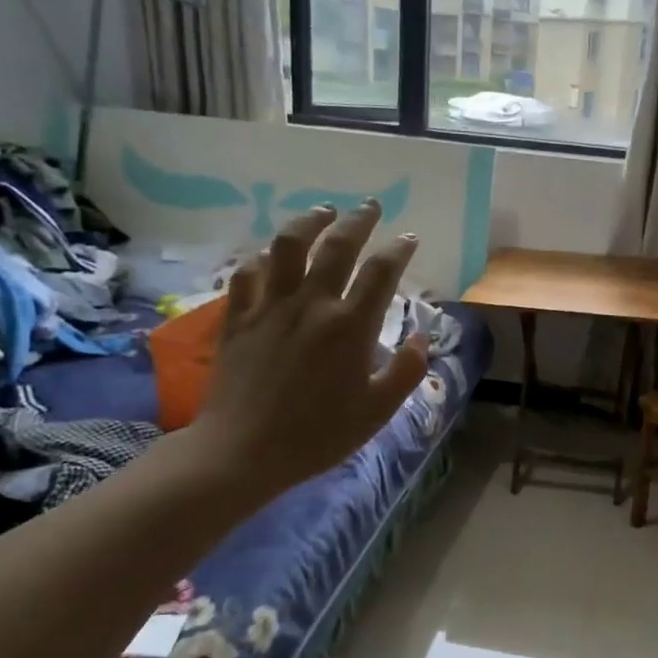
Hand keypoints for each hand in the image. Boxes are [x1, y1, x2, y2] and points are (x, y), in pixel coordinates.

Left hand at [187, 202, 427, 500]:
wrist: (242, 451)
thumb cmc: (318, 435)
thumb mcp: (377, 412)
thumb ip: (405, 371)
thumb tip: (419, 338)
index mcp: (351, 326)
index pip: (381, 271)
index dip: (399, 249)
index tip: (409, 238)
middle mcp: (312, 304)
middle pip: (338, 245)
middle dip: (359, 220)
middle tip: (370, 206)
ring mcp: (270, 306)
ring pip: (289, 245)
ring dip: (310, 221)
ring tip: (323, 212)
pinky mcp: (238, 316)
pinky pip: (249, 272)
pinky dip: (264, 258)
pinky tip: (273, 256)